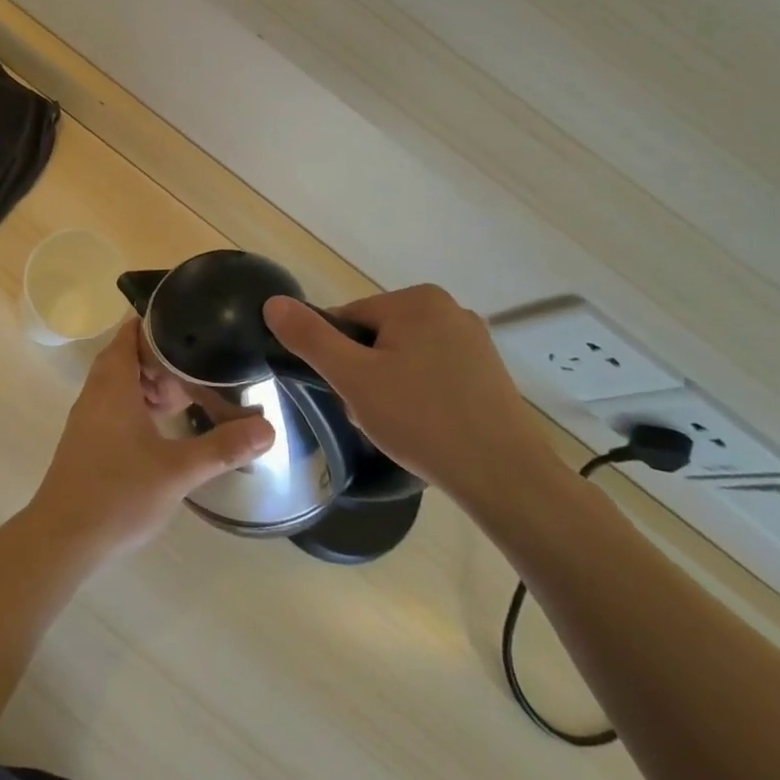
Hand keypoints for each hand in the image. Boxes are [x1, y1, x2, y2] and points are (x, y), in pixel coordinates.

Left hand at [29, 321, 273, 558]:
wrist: (64, 537)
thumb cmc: (118, 493)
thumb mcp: (178, 470)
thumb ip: (223, 447)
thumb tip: (268, 427)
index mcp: (113, 382)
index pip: (131, 331)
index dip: (159, 319)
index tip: (193, 317)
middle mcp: (97, 390)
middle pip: (130, 355)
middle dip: (166, 357)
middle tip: (204, 366)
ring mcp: (91, 415)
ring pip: (124, 382)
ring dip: (155, 383)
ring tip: (192, 396)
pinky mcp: (90, 438)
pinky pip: (118, 404)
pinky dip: (143, 404)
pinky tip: (168, 426)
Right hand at [263, 286, 565, 514]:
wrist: (506, 479)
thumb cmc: (422, 420)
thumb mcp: (352, 378)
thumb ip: (310, 337)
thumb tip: (273, 302)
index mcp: (417, 300)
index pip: (348, 318)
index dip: (337, 357)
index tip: (345, 392)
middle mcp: (449, 310)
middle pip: (375, 336)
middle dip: (363, 373)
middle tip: (367, 413)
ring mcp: (474, 341)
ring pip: (402, 357)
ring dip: (388, 386)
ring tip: (396, 426)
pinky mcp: (488, 373)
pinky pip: (432, 373)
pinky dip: (418, 395)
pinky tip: (423, 428)